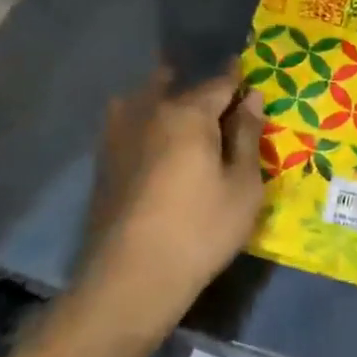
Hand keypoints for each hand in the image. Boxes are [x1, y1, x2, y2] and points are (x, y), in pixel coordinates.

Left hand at [83, 65, 266, 334]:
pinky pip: (127, 120)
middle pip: (181, 85)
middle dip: (201, 88)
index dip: (238, 80)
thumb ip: (248, 136)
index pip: (220, 83)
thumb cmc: (200, 230)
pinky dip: (142, 117)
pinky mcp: (104, 157)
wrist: (131, 278)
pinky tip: (150, 136)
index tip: (249, 78)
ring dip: (165, 94)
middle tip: (219, 103)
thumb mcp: (243, 187)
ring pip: (147, 97)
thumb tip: (252, 98)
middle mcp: (152, 110)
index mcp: (189, 113)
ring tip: (182, 112)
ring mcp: (121, 132)